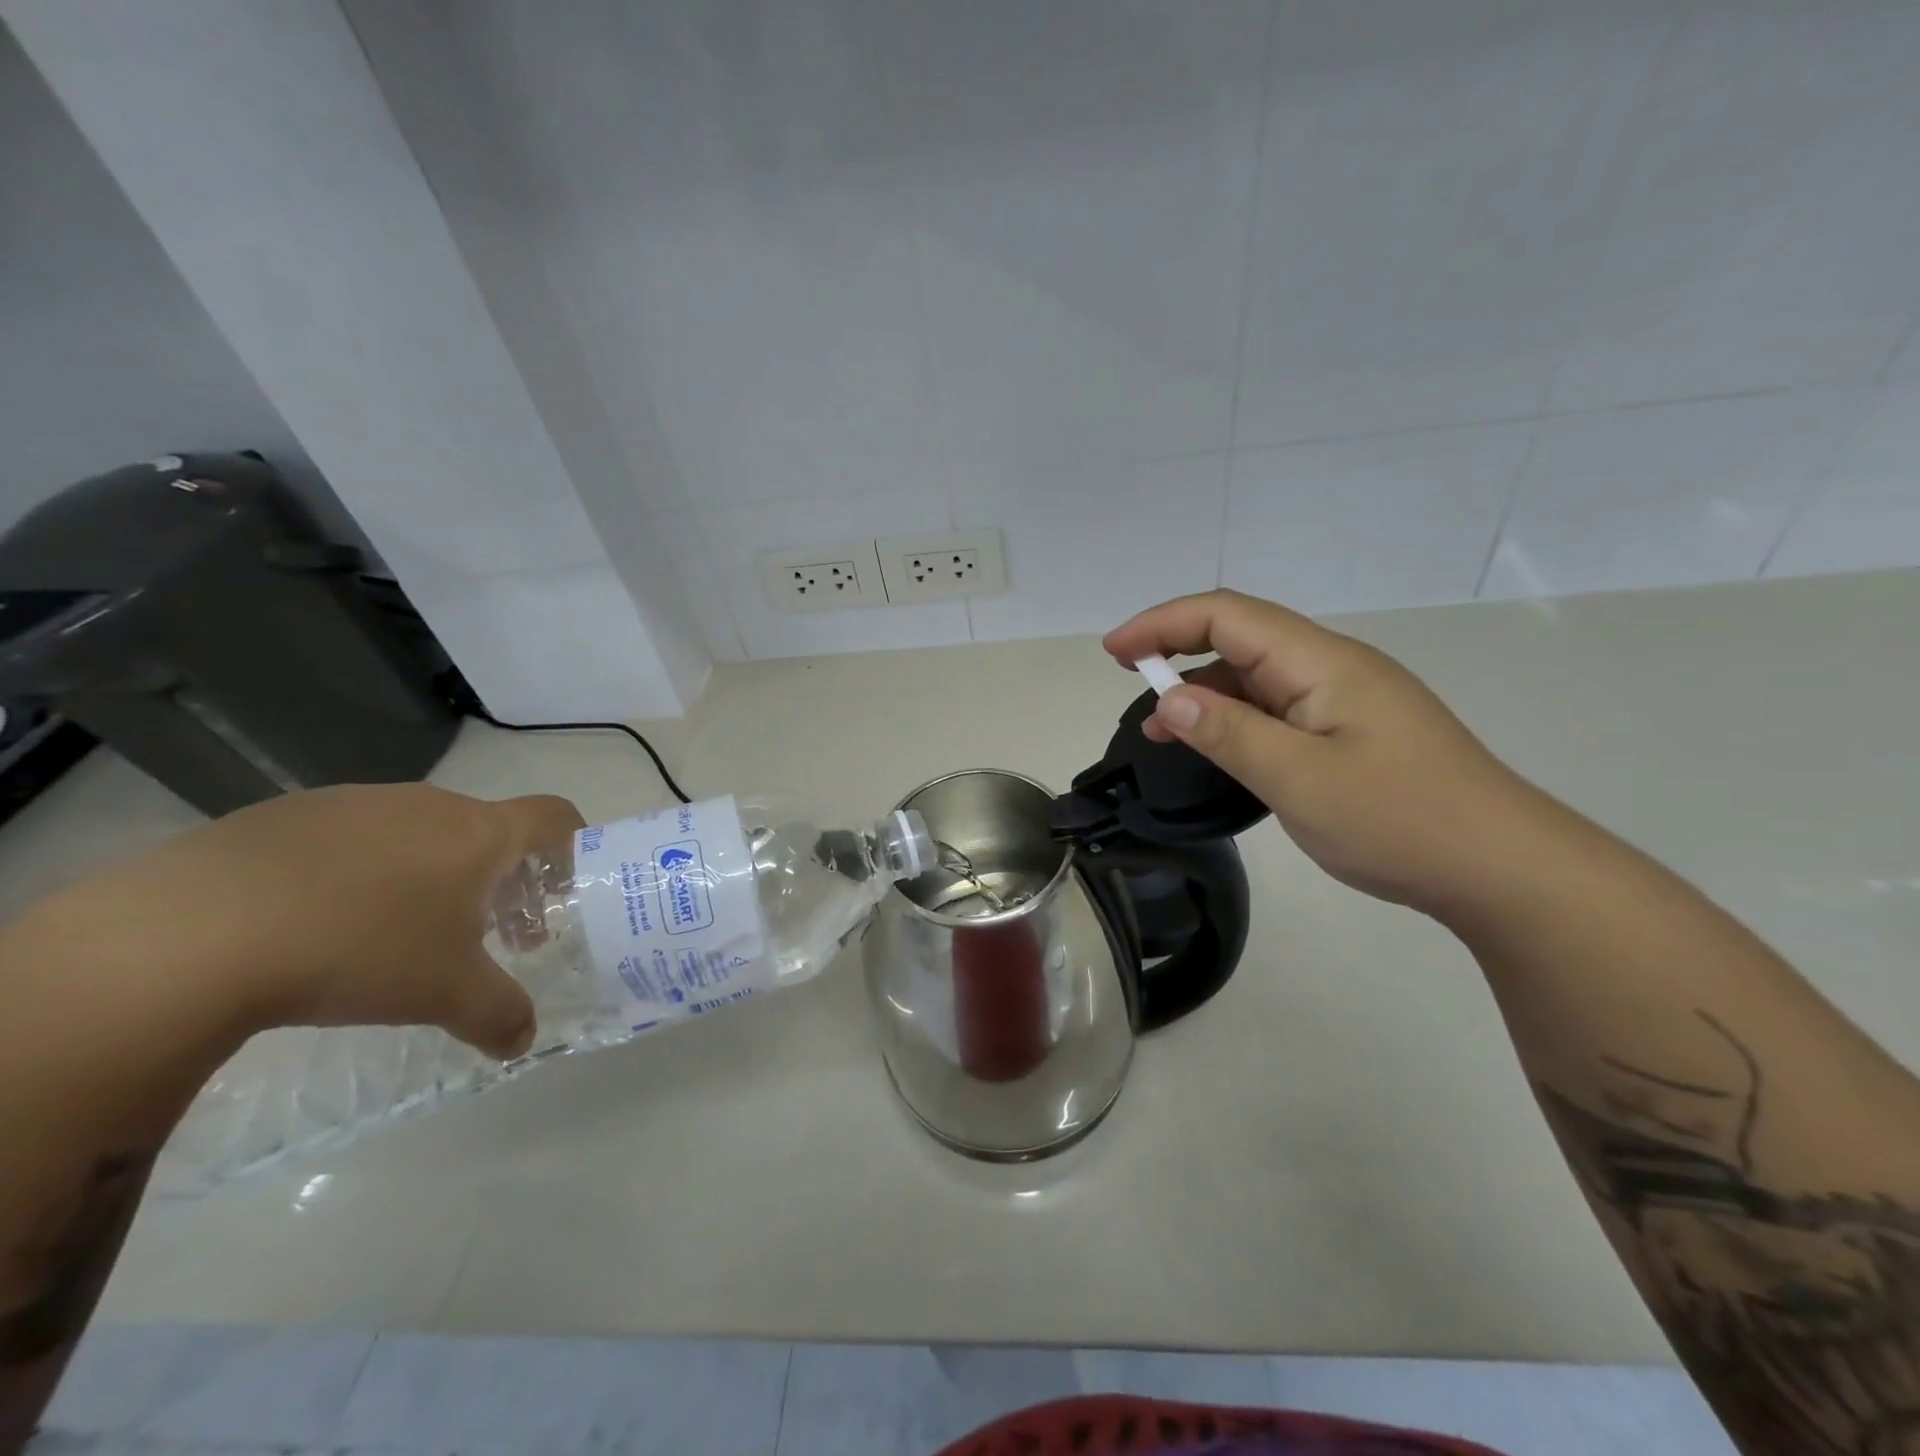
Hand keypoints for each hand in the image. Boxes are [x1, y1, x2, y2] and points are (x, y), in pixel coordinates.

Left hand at [36, 784, 583, 1059]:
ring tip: (397, 935)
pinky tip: (320, 924)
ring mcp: (353, 803)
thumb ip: (500, 1014)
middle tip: (484, 935)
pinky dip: (359, 874)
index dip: (572, 846)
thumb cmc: (359, 948)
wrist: (187, 933)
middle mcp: (427, 805)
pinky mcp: (282, 815)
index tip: (561, 890)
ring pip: (418, 834)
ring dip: (430, 876)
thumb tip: (523, 1040)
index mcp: (479, 833)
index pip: (555, 817)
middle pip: (487, 831)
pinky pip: (349, 840)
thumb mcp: (445, 995)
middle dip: (498, 880)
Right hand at [1105, 590, 1553, 915]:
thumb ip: (1228, 733)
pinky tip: (1217, 747)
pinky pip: (1278, 708)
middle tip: (1127, 677)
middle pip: (1241, 636)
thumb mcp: (1299, 779)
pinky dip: (1235, 718)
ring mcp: (1345, 699)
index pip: (1227, 616)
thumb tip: (1168, 699)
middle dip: (1176, 647)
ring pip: (1257, 675)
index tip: (1115, 653)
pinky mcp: (1351, 730)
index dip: (1162, 624)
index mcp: (1321, 662)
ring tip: (1160, 730)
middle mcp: (1332, 667)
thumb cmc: (1399, 819)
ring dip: (1204, 690)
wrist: (1501, 867)